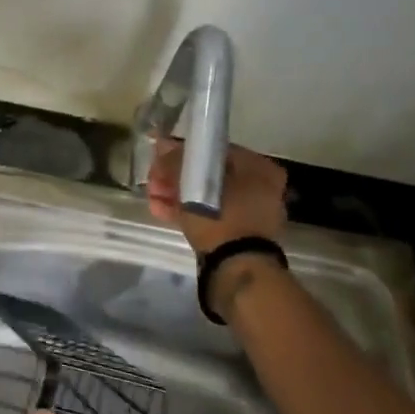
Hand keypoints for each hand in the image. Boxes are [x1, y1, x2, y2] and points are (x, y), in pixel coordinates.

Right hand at [147, 140, 288, 253]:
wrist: (238, 268)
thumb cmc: (221, 216)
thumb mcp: (192, 183)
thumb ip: (176, 161)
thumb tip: (162, 145)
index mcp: (260, 168)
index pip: (214, 151)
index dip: (183, 153)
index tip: (160, 159)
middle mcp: (261, 187)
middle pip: (209, 175)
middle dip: (176, 177)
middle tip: (153, 181)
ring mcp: (251, 214)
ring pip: (207, 197)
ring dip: (177, 195)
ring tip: (152, 197)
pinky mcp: (238, 235)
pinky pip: (211, 216)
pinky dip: (188, 212)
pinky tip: (160, 211)